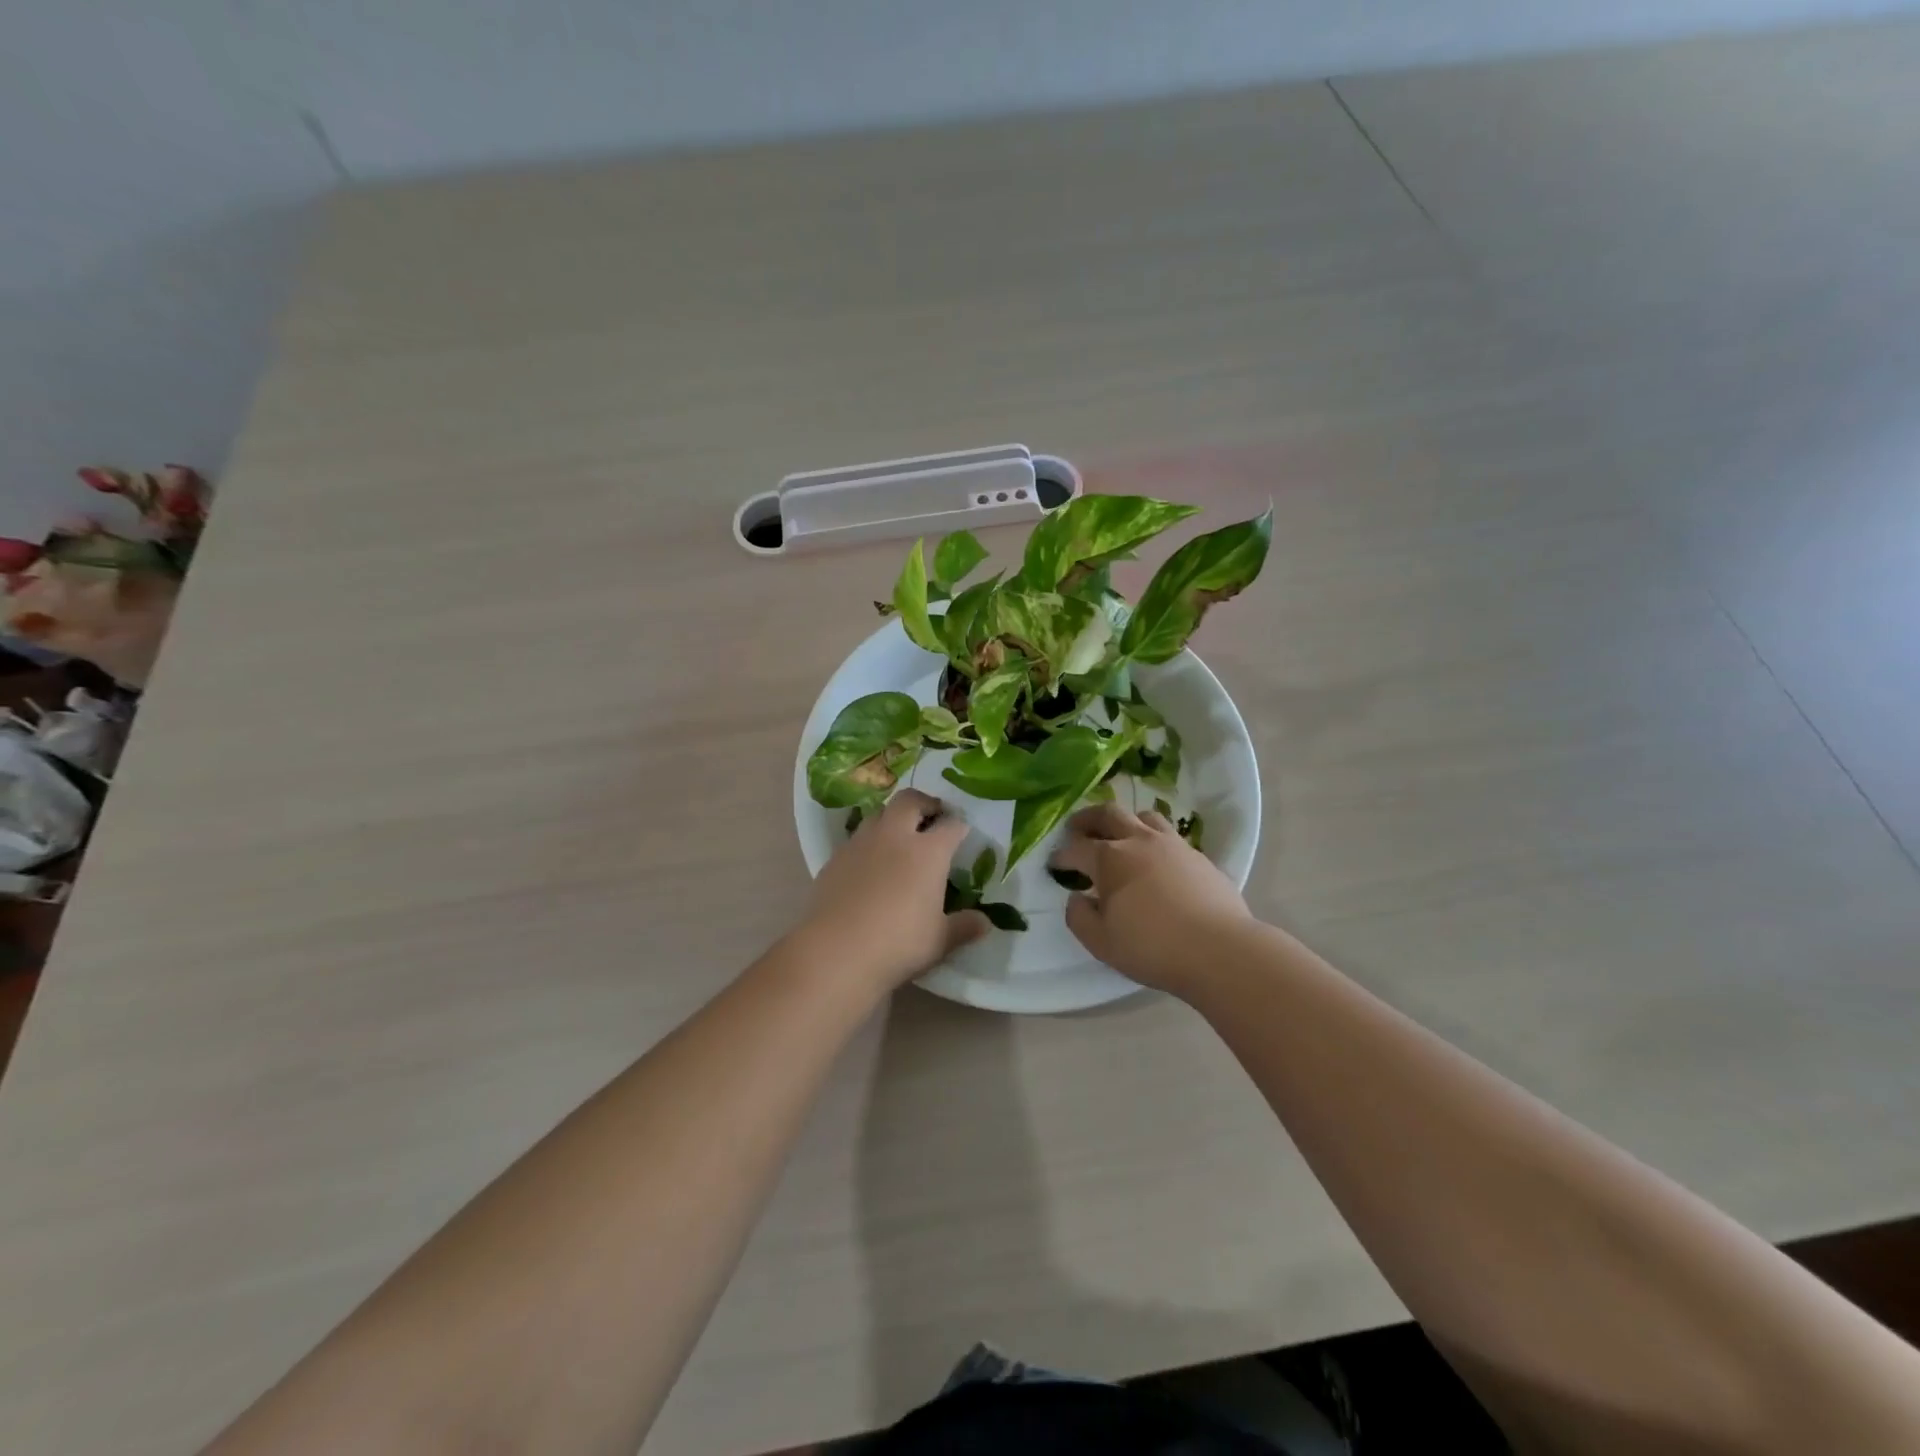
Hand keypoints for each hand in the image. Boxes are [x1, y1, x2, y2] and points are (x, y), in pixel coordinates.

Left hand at [795, 789, 987, 992]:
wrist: (835, 951)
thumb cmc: (898, 944)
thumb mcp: (940, 941)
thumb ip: (964, 927)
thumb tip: (985, 923)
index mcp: (928, 852)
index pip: (951, 826)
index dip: (959, 826)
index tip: (962, 832)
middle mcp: (895, 836)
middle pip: (910, 801)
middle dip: (924, 803)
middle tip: (932, 816)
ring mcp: (861, 843)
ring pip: (878, 813)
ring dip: (892, 818)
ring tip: (898, 837)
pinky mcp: (835, 858)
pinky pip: (856, 838)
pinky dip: (868, 843)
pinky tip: (869, 865)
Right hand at [1049, 802, 1251, 995]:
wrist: (1220, 950)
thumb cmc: (1153, 947)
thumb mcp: (1101, 942)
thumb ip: (1079, 917)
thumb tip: (1077, 898)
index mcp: (1110, 858)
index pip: (1076, 848)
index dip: (1061, 855)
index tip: (1054, 864)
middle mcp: (1139, 841)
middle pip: (1109, 814)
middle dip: (1088, 819)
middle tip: (1077, 828)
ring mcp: (1173, 844)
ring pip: (1144, 816)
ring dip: (1126, 822)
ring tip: (1121, 836)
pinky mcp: (1199, 856)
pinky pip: (1171, 836)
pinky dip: (1155, 840)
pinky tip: (1156, 860)